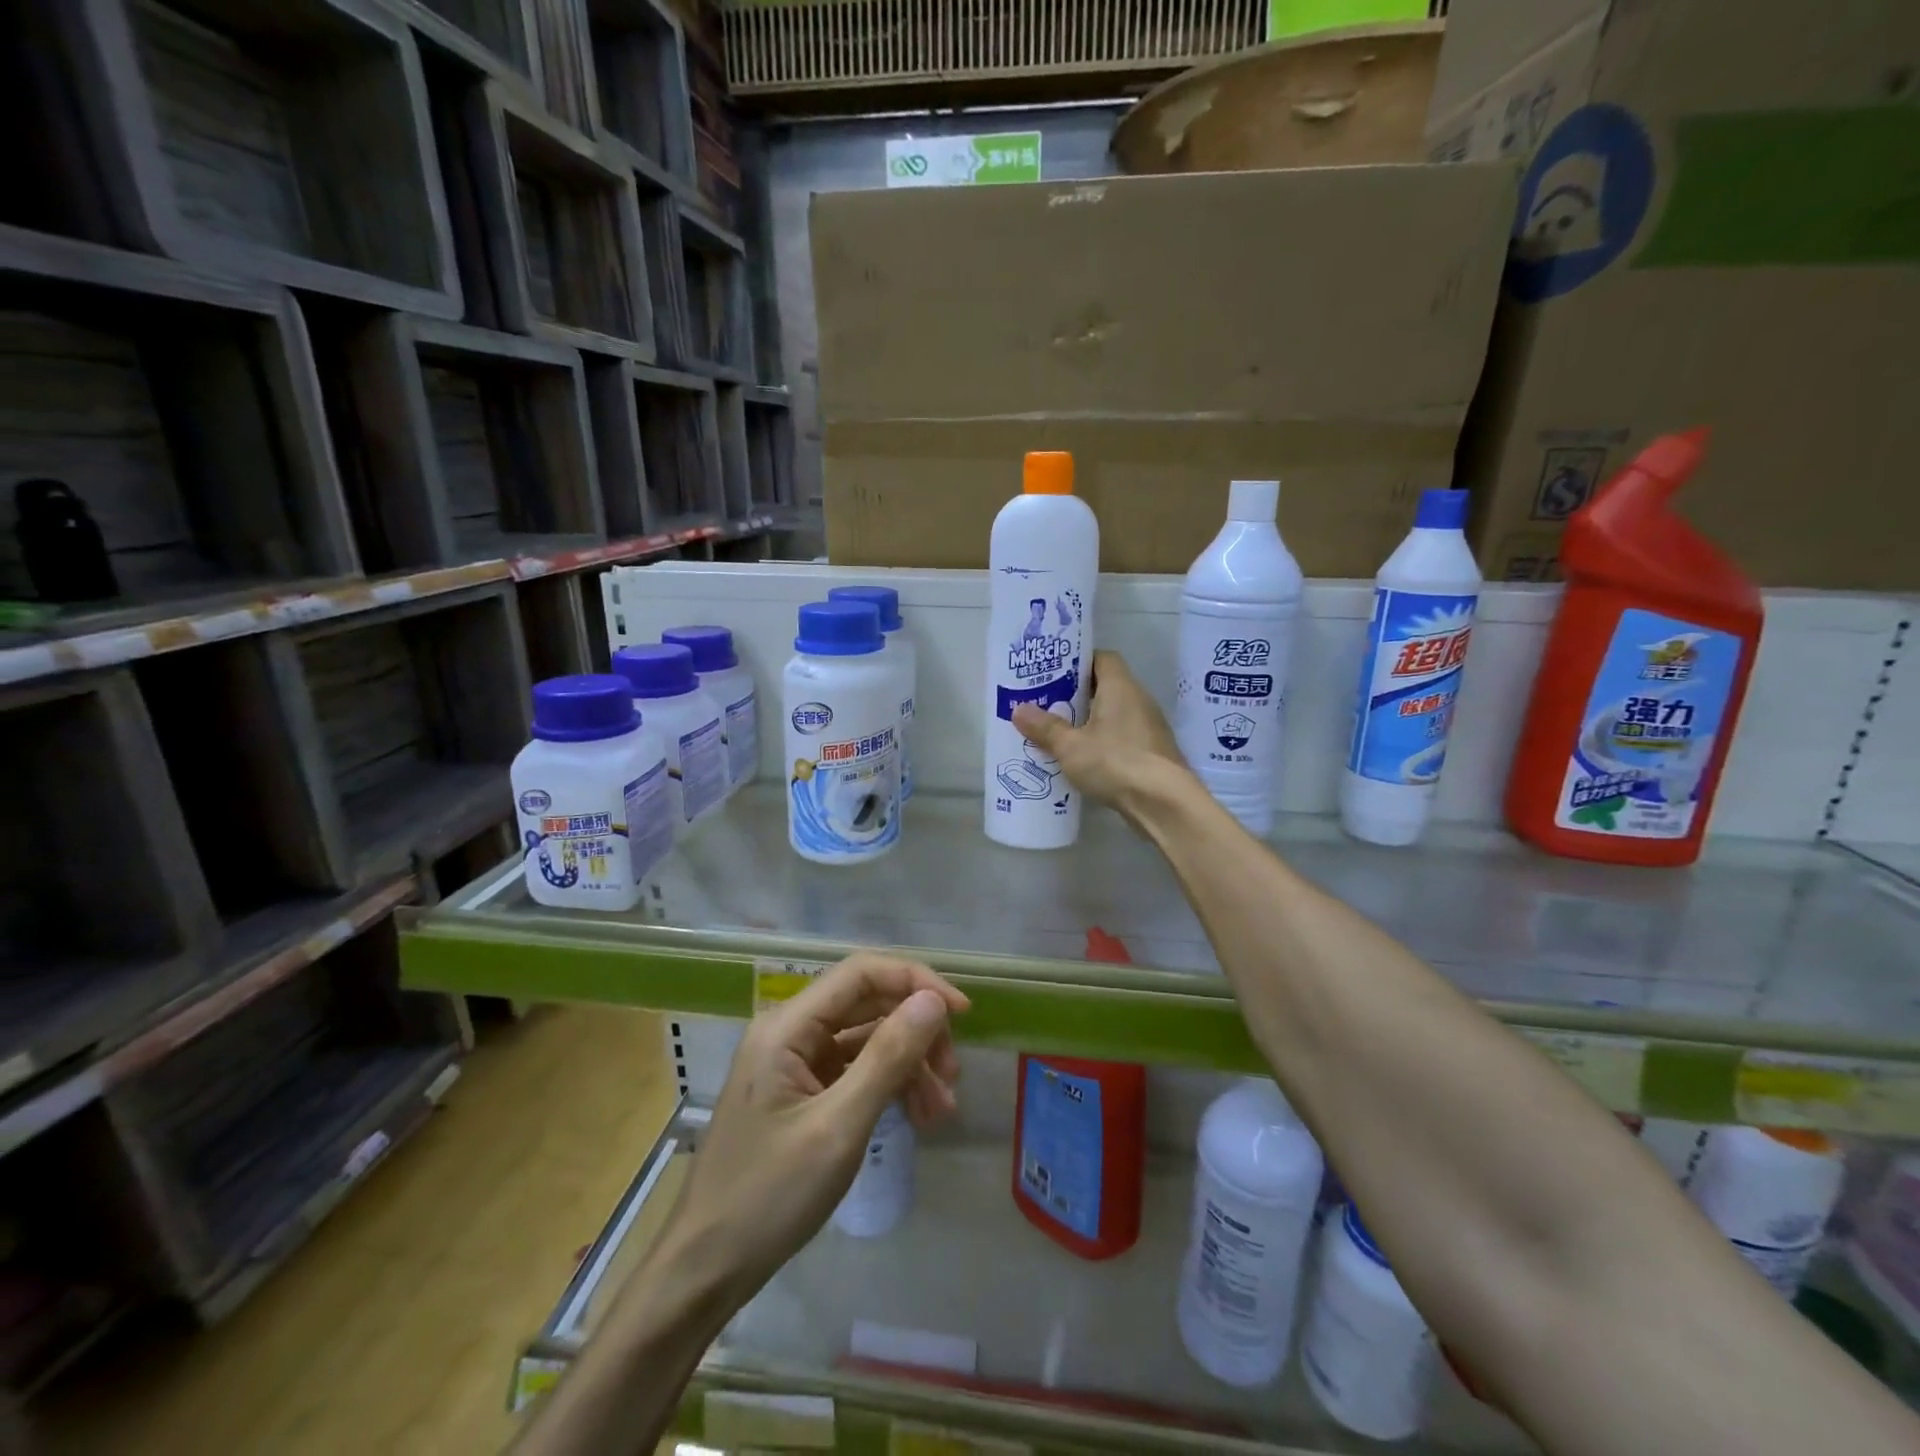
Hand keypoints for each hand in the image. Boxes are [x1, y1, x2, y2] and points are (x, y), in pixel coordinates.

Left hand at [663, 952, 968, 1296]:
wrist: (706, 1270)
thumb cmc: (768, 1197)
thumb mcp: (838, 1127)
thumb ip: (887, 1057)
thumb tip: (933, 1000)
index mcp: (788, 1026)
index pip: (862, 973)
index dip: (916, 981)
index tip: (961, 1013)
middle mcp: (790, 1031)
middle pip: (868, 1004)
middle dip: (916, 1032)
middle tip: (952, 1075)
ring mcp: (795, 1063)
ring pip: (867, 1039)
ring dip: (909, 1064)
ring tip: (941, 1110)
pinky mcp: (802, 1092)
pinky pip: (855, 1070)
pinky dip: (889, 1086)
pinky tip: (917, 1117)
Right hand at [1013, 651, 1190, 820]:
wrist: (1164, 803)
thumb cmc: (1115, 762)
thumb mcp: (1070, 746)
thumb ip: (1045, 728)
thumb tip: (1018, 709)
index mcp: (1121, 687)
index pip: (1102, 658)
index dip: (1078, 662)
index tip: (1053, 672)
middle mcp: (1139, 700)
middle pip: (1106, 687)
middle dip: (1076, 695)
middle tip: (1046, 704)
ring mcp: (1148, 728)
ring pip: (1113, 715)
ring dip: (1088, 721)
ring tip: (1057, 732)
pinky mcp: (1151, 753)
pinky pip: (1121, 738)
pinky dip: (1101, 743)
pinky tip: (1081, 759)